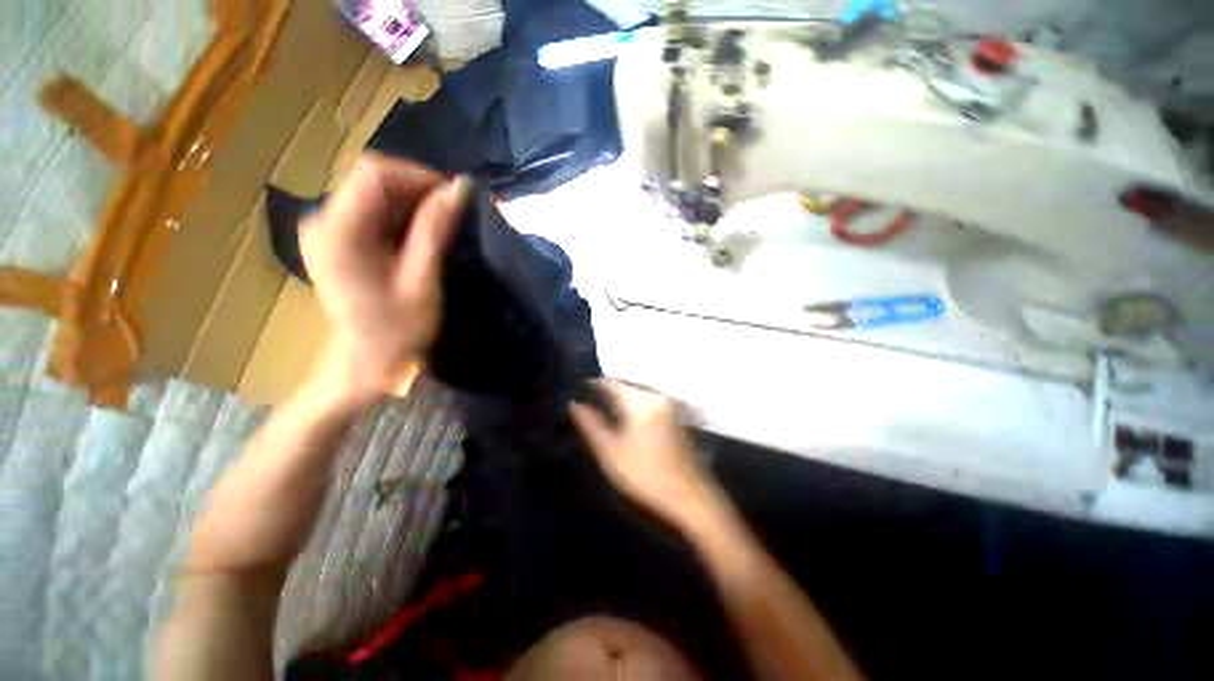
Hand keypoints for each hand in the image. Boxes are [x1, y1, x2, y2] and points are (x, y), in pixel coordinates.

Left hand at [300, 155, 468, 402]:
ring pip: (375, 195)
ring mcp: (326, 229)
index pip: (374, 174)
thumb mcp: (422, 280)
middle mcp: (322, 221)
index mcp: (337, 232)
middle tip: (455, 214)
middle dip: (419, 191)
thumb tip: (460, 188)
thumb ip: (435, 231)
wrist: (367, 363)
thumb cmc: (397, 330)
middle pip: (372, 181)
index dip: (418, 176)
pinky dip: (402, 217)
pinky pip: (372, 212)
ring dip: (413, 205)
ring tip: (444, 227)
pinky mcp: (336, 239)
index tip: (454, 197)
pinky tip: (422, 237)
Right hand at [571, 379, 715, 527]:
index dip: (592, 383)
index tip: (576, 389)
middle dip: (605, 391)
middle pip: (625, 386)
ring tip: (602, 410)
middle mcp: (655, 397)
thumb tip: (575, 404)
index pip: (610, 382)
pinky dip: (633, 408)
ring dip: (619, 400)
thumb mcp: (610, 452)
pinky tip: (625, 422)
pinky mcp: (675, 421)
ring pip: (636, 395)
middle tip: (587, 400)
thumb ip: (591, 425)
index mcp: (639, 401)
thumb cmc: (645, 476)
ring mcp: (668, 408)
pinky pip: (647, 405)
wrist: (691, 501)